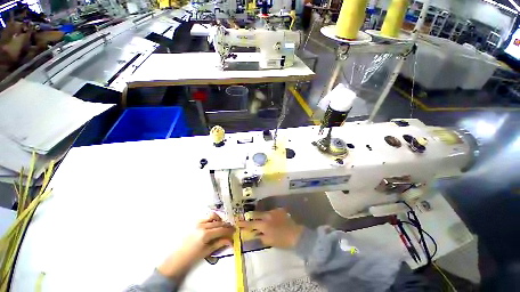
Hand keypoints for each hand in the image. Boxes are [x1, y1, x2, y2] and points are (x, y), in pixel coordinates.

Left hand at [158, 213, 234, 280]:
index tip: (235, 231)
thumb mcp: (207, 251)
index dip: (229, 230)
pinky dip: (212, 220)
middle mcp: (202, 226)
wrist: (177, 258)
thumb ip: (219, 243)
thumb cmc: (192, 257)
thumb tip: (230, 240)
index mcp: (205, 234)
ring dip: (219, 221)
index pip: (221, 229)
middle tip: (231, 228)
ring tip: (223, 226)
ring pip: (213, 218)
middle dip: (226, 225)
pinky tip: (214, 225)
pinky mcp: (195, 222)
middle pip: (218, 222)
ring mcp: (198, 223)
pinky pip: (206, 218)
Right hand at [237, 208, 303, 248]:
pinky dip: (270, 215)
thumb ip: (260, 237)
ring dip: (261, 215)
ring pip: (263, 212)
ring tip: (262, 219)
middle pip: (256, 214)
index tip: (238, 222)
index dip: (244, 224)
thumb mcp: (269, 241)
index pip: (251, 224)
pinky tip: (272, 218)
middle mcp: (267, 216)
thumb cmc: (281, 240)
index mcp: (263, 225)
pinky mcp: (279, 210)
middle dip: (251, 216)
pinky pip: (271, 211)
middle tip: (248, 217)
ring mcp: (273, 211)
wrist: (296, 234)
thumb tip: (254, 233)